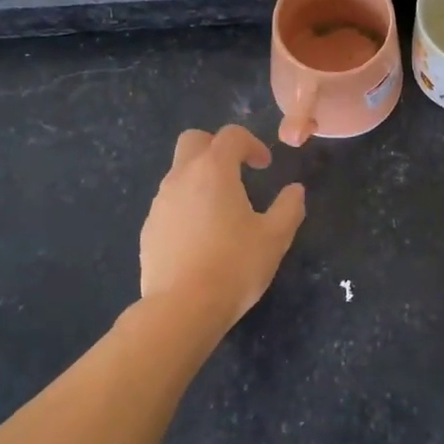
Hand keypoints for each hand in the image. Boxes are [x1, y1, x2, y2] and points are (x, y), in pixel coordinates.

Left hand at [140, 125, 305, 326]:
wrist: (181, 308)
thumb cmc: (234, 266)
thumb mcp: (275, 238)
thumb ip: (289, 207)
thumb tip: (295, 190)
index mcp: (214, 170)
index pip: (230, 135)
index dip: (251, 143)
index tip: (265, 166)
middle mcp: (181, 177)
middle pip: (193, 141)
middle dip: (216, 147)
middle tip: (237, 172)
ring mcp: (160, 203)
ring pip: (178, 172)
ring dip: (201, 178)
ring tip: (222, 211)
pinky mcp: (148, 229)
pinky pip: (169, 203)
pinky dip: (186, 206)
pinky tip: (201, 238)